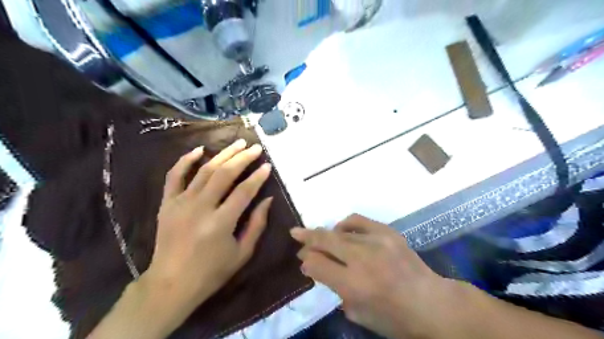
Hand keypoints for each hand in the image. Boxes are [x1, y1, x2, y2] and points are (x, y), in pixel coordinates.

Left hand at [145, 138, 271, 309]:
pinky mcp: (167, 203)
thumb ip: (257, 224)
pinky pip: (174, 176)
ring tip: (237, 143)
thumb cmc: (212, 272)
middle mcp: (200, 207)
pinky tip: (199, 150)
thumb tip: (267, 199)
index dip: (258, 177)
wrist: (171, 284)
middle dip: (242, 158)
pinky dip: (185, 160)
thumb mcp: (242, 253)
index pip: (244, 191)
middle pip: (225, 174)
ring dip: (223, 154)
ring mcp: (181, 203)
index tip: (267, 165)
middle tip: (255, 148)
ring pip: (204, 170)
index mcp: (221, 223)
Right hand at [289, 215, 449, 338]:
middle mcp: (362, 259)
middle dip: (307, 237)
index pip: (317, 264)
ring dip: (324, 232)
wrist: (431, 303)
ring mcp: (376, 241)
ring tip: (317, 234)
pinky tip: (342, 229)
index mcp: (354, 284)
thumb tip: (315, 267)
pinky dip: (346, 224)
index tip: (304, 261)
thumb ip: (334, 288)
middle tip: (295, 233)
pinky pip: (358, 220)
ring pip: (339, 231)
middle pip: (325, 241)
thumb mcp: (358, 313)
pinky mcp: (387, 232)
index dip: (307, 261)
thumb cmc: (393, 317)